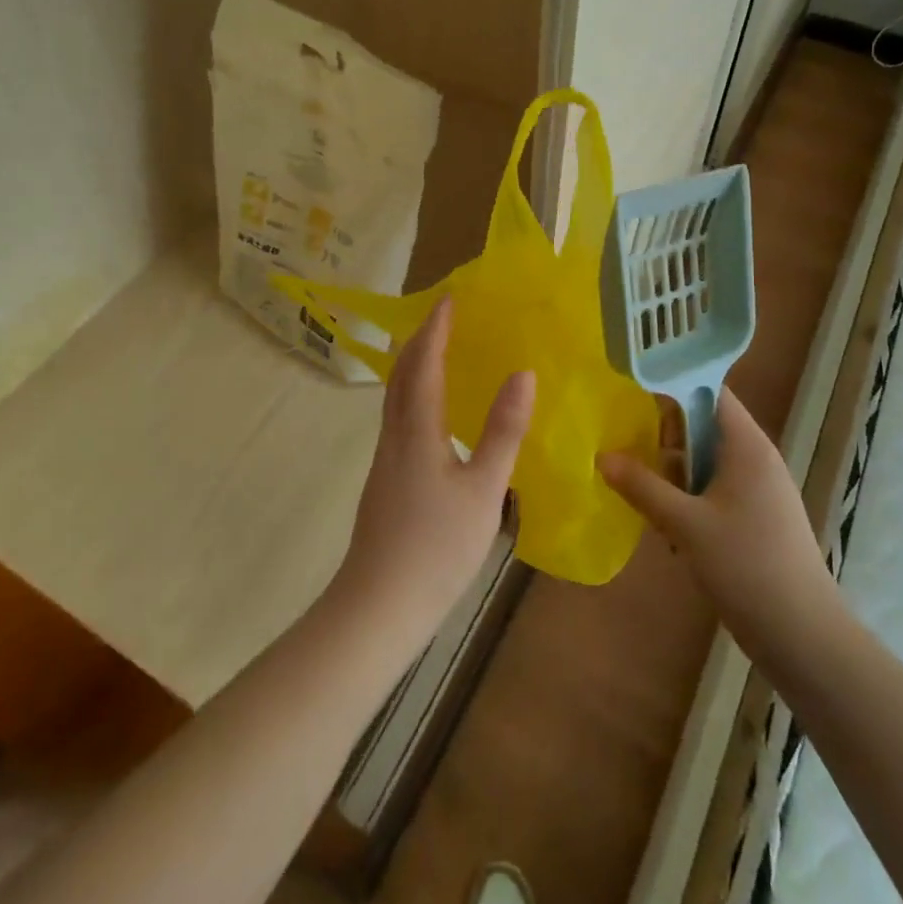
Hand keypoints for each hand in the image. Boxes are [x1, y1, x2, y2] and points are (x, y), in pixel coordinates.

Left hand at [334, 296, 533, 638]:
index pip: (424, 364)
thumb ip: (503, 431)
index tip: (449, 298)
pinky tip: (431, 411)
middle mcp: (395, 435)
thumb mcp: (484, 489)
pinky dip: (413, 393)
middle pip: (401, 373)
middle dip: (420, 339)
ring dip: (413, 365)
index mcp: (417, 429)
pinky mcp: (385, 479)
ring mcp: (385, 458)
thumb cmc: (436, 547)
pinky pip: (398, 416)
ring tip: (437, 351)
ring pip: (395, 396)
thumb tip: (523, 373)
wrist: (380, 604)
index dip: (436, 329)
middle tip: (443, 316)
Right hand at [599, 388, 840, 677]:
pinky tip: (667, 526)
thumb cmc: (746, 567)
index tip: (632, 392)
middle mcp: (755, 458)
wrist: (804, 637)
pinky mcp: (754, 517)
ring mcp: (757, 489)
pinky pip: (713, 489)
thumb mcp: (685, 524)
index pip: (710, 391)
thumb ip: (642, 486)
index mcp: (746, 445)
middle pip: (702, 425)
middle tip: (629, 448)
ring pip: (704, 461)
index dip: (673, 385)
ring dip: (673, 473)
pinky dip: (688, 498)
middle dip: (665, 436)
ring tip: (642, 493)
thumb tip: (602, 456)